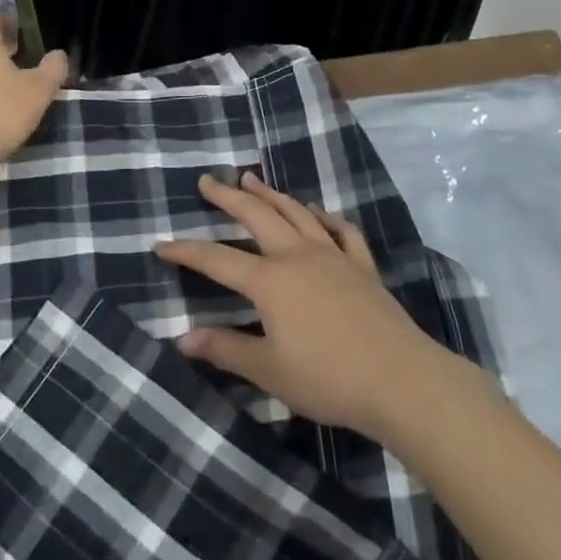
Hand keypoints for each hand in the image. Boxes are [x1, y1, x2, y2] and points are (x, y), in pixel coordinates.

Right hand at [156, 173, 451, 439]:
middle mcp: (297, 255)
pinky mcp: (362, 266)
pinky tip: (316, 212)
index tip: (160, 243)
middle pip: (257, 216)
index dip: (186, 251)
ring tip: (252, 179)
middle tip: (209, 180)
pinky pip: (341, 230)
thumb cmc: (327, 378)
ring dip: (271, 194)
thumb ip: (226, 350)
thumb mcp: (268, 370)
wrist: (400, 379)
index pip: (217, 259)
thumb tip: (183, 339)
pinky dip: (324, 216)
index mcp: (270, 280)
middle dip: (228, 197)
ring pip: (296, 213)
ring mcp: (333, 255)